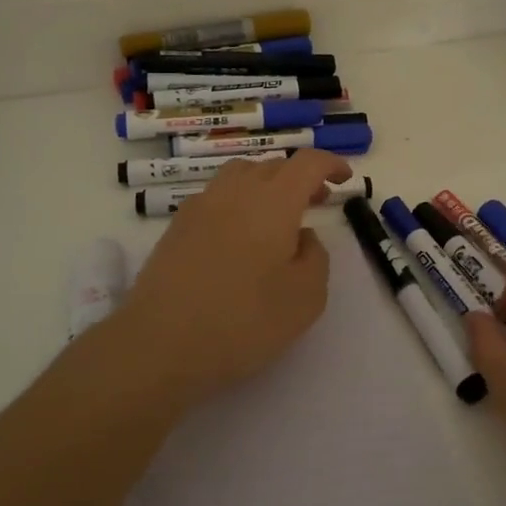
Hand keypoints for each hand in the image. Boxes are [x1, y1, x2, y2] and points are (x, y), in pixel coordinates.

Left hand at [113, 150, 350, 402]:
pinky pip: (216, 196)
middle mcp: (236, 191)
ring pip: (241, 175)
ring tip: (277, 215)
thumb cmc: (243, 321)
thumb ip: (315, 257)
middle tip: (316, 201)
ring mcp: (201, 205)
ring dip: (266, 184)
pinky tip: (239, 235)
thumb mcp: (306, 298)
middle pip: (273, 165)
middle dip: (300, 177)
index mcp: (274, 201)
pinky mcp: (177, 226)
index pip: (307, 163)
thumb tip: (302, 236)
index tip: (345, 178)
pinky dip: (238, 201)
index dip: (330, 163)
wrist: (160, 343)